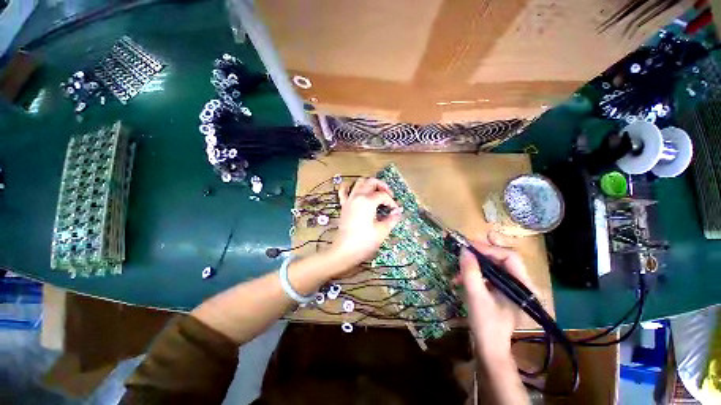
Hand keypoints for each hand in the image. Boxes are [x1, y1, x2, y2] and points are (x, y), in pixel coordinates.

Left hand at [331, 178, 401, 267]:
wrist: (344, 251)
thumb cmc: (364, 242)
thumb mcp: (382, 231)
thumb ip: (392, 219)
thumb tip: (397, 212)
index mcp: (368, 201)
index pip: (383, 195)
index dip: (391, 202)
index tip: (395, 211)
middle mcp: (357, 196)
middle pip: (371, 182)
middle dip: (382, 186)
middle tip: (389, 196)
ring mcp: (349, 200)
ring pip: (359, 183)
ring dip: (369, 184)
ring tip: (376, 192)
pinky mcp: (343, 206)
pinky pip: (344, 191)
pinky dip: (349, 187)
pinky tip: (354, 189)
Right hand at [458, 236, 534, 356]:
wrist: (488, 347)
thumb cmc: (486, 323)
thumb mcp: (476, 296)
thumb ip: (470, 271)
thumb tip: (464, 249)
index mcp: (523, 285)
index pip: (510, 256)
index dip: (489, 249)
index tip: (469, 247)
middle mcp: (521, 283)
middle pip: (502, 258)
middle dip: (481, 253)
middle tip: (465, 249)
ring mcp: (511, 288)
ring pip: (494, 266)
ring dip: (475, 264)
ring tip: (459, 267)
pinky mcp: (501, 291)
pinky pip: (489, 275)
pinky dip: (475, 273)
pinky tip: (460, 279)